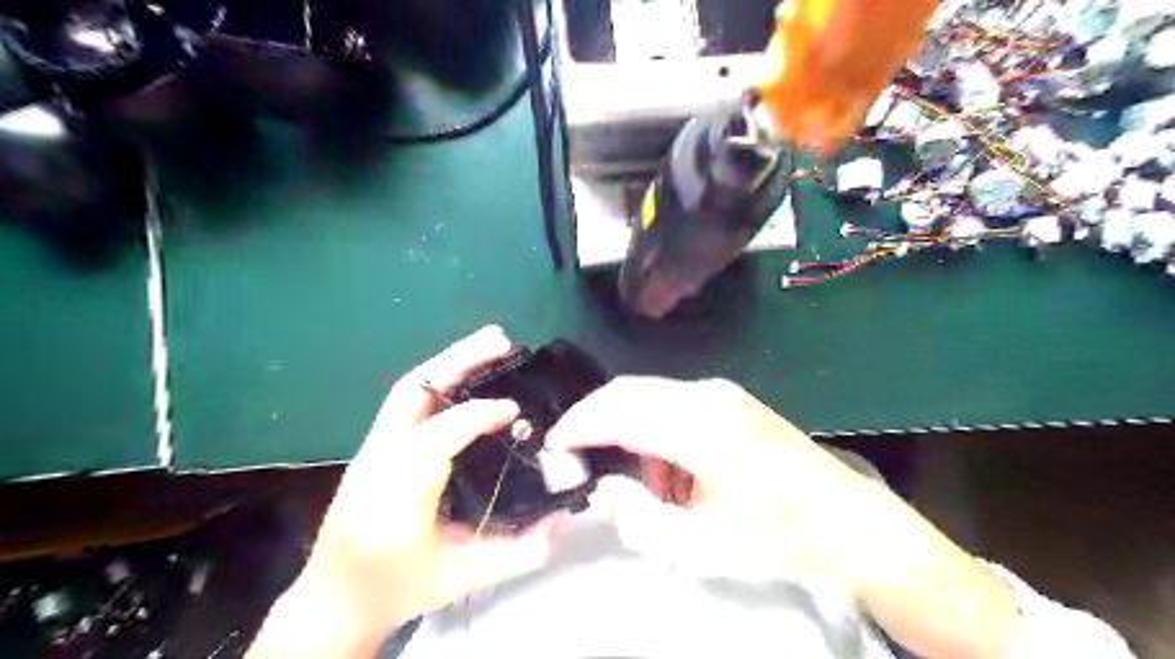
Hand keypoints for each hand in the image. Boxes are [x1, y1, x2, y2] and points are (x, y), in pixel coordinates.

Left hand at [247, 327, 558, 658]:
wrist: (336, 600)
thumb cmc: (397, 587)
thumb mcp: (461, 577)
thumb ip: (516, 552)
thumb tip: (561, 520)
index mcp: (396, 492)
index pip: (438, 436)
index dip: (477, 415)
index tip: (514, 409)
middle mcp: (380, 458)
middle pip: (415, 391)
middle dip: (459, 360)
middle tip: (501, 340)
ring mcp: (374, 448)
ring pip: (410, 391)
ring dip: (450, 363)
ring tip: (489, 345)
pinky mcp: (378, 447)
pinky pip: (410, 403)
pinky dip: (440, 381)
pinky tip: (467, 378)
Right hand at [551, 377, 1020, 657]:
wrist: (850, 522)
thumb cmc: (781, 536)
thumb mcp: (705, 544)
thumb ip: (641, 517)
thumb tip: (604, 485)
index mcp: (702, 426)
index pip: (619, 410)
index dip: (578, 425)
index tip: (552, 446)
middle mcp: (707, 395)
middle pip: (628, 392)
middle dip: (594, 421)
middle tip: (578, 460)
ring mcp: (720, 392)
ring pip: (647, 395)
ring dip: (626, 430)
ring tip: (640, 483)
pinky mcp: (727, 399)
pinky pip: (670, 403)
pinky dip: (651, 430)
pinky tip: (669, 471)